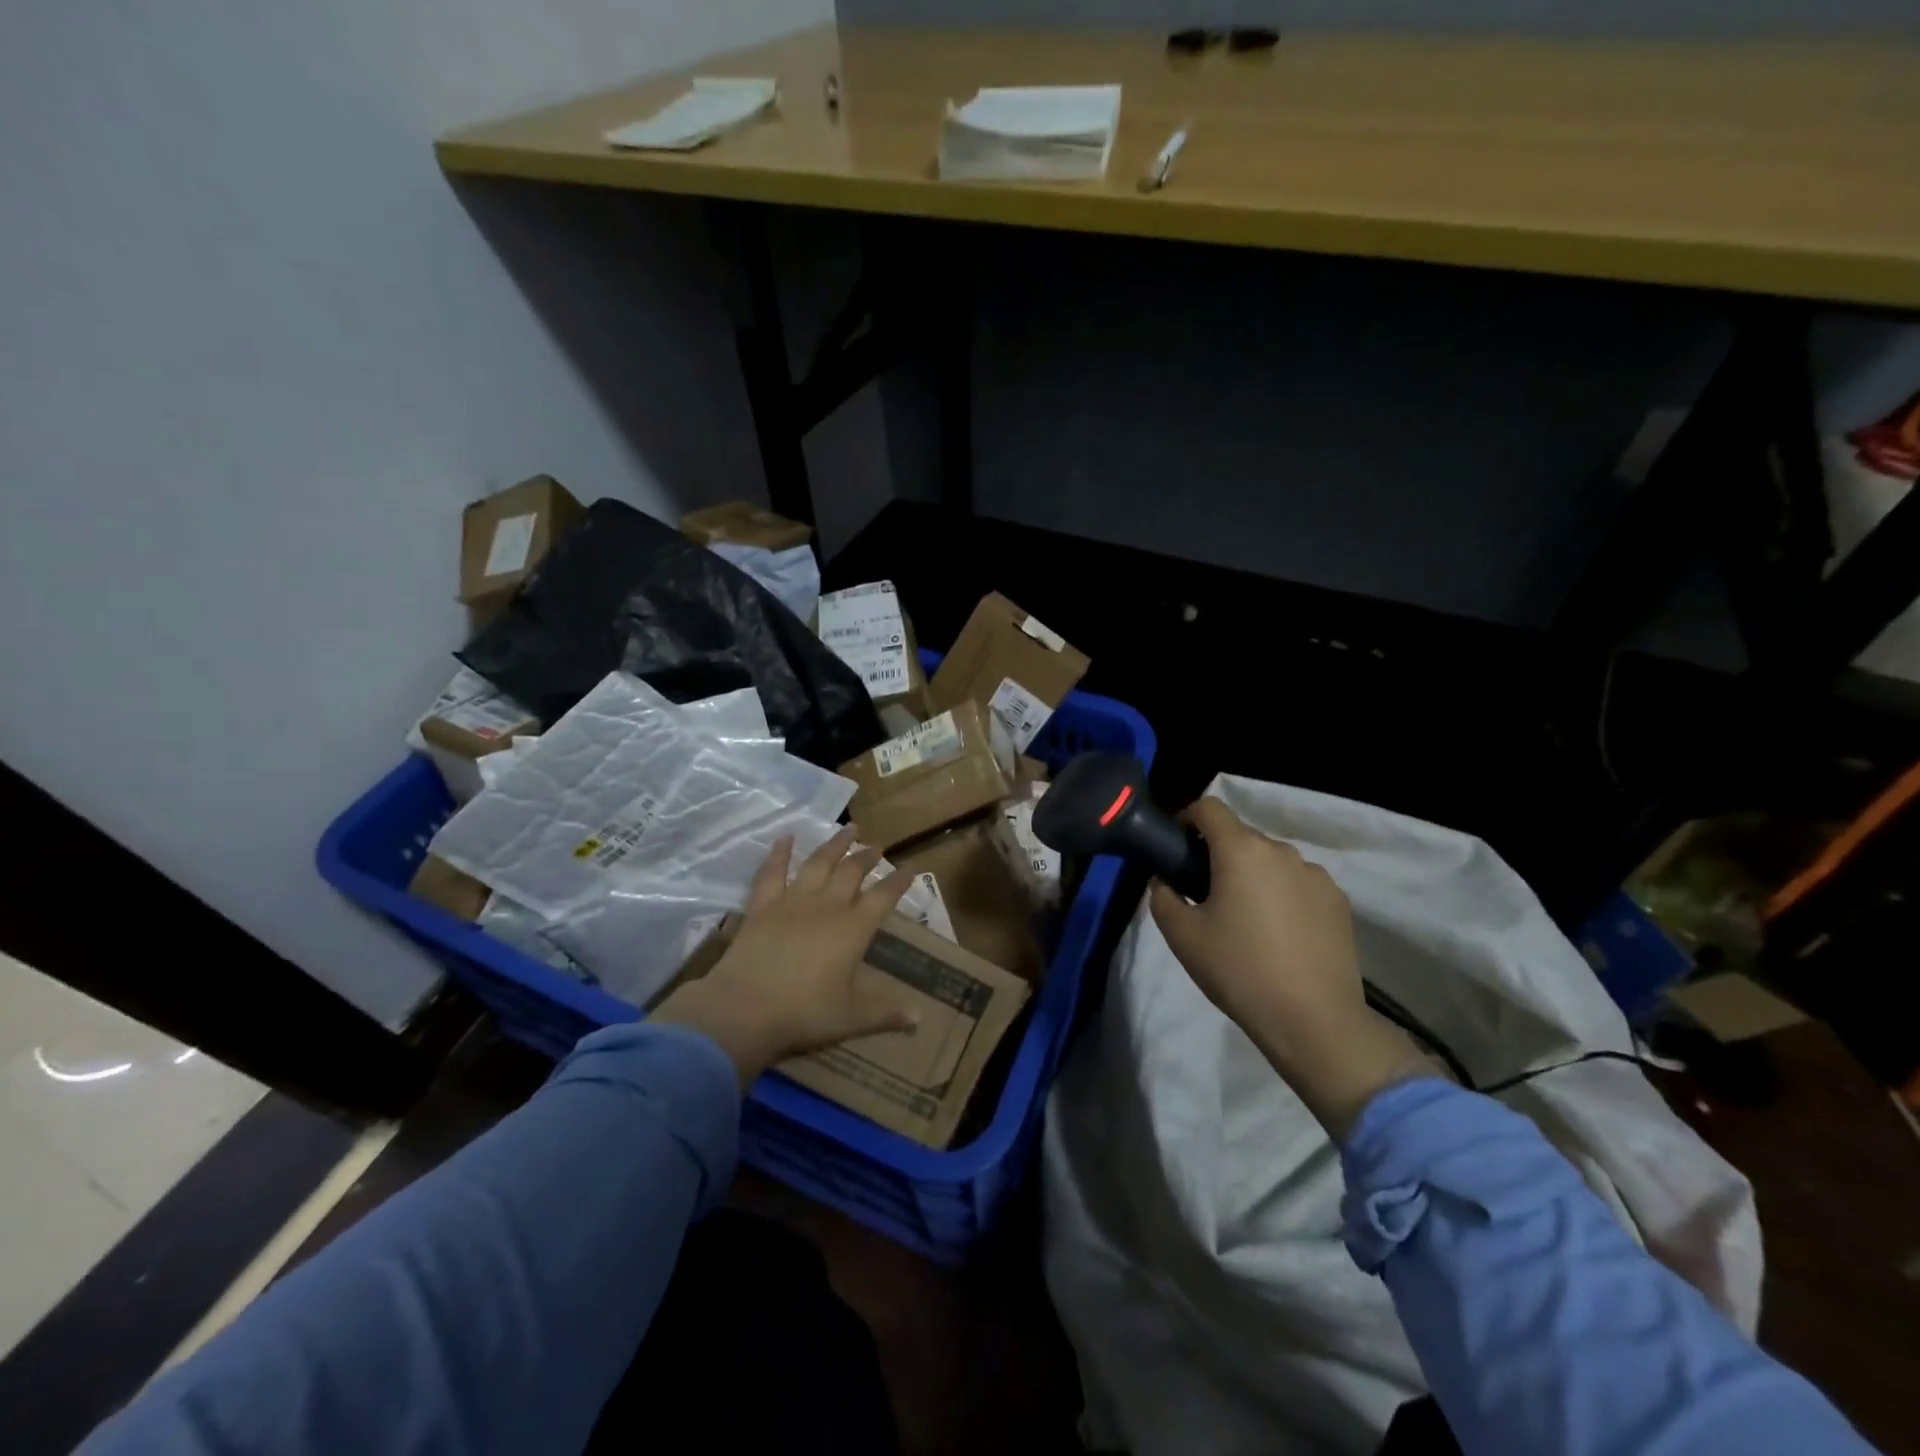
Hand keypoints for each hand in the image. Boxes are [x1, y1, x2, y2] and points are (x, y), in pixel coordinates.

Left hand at [653, 827, 916, 1084]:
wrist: (745, 1008)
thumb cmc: (804, 1013)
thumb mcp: (851, 1018)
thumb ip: (886, 1013)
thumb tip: (920, 1018)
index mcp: (853, 929)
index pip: (883, 897)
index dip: (898, 882)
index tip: (910, 867)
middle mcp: (827, 907)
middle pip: (852, 872)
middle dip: (867, 857)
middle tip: (877, 846)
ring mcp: (792, 901)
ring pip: (819, 864)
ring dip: (835, 844)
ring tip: (848, 829)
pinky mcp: (762, 906)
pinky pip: (772, 872)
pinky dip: (779, 853)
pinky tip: (785, 837)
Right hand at [1149, 798, 1429, 1135]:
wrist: (1313, 1020)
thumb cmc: (1238, 970)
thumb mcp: (1181, 936)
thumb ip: (1162, 896)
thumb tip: (1166, 881)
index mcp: (1241, 850)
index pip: (1209, 808)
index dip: (1187, 818)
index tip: (1178, 847)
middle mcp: (1282, 851)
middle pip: (1241, 836)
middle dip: (1219, 854)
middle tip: (1205, 894)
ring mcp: (1316, 875)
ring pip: (1272, 861)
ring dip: (1253, 875)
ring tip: (1247, 919)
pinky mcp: (1339, 902)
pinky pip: (1299, 884)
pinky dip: (1283, 895)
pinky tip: (1280, 935)